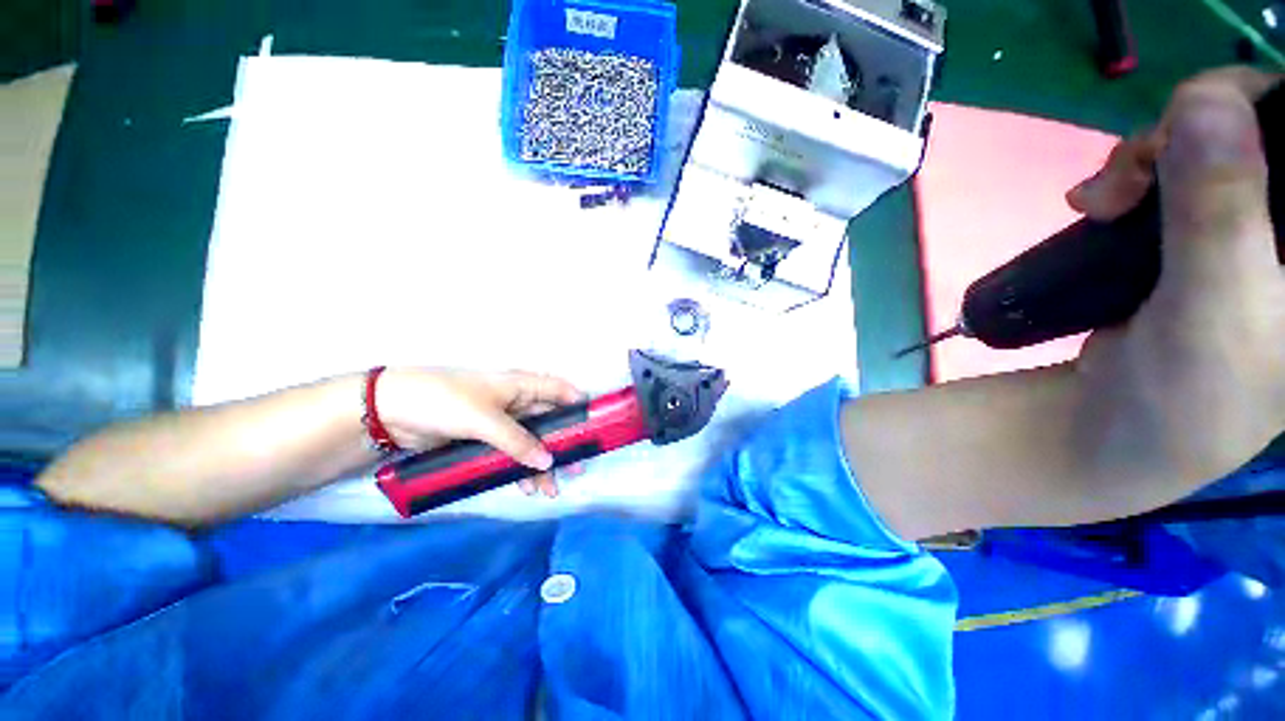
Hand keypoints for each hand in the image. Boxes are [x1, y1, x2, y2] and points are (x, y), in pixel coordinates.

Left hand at [376, 369, 584, 497]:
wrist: (392, 412)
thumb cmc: (446, 401)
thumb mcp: (486, 419)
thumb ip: (519, 441)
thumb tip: (548, 461)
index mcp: (521, 385)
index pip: (560, 390)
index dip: (580, 404)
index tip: (595, 426)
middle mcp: (517, 402)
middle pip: (550, 421)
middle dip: (564, 443)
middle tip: (577, 467)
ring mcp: (501, 422)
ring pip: (533, 441)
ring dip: (542, 463)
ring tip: (550, 489)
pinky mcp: (485, 439)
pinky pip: (512, 454)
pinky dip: (520, 468)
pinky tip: (526, 487)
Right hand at [1067, 67, 1283, 480]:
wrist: (1119, 420)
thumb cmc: (1190, 390)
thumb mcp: (1213, 304)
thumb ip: (1220, 210)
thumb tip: (1202, 98)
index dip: (1262, 108)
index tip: (1196, 129)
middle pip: (1260, 124)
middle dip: (1188, 129)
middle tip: (1130, 175)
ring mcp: (1252, 225)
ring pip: (1210, 139)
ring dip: (1149, 156)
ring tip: (1100, 202)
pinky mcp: (1205, 231)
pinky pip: (1175, 169)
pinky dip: (1133, 175)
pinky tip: (1101, 205)